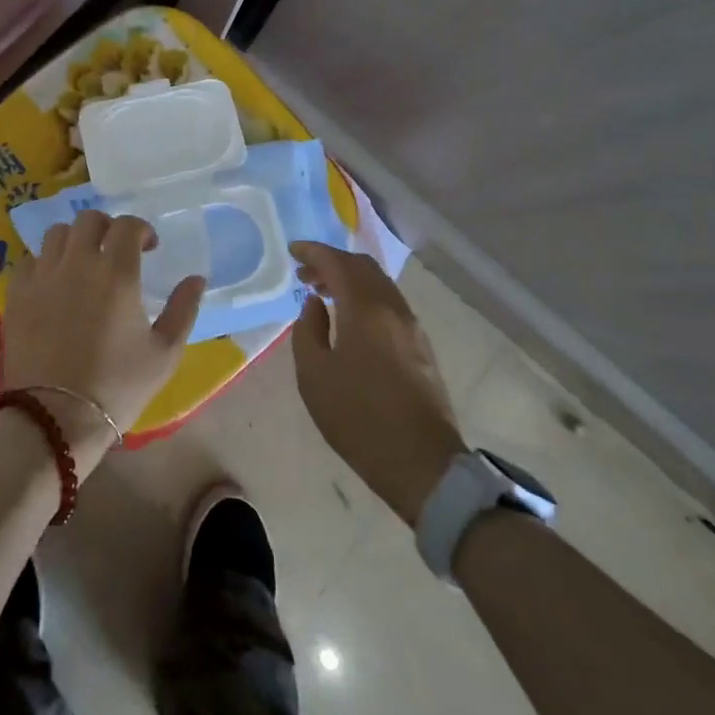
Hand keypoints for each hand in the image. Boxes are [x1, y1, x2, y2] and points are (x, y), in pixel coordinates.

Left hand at [2, 211, 204, 473]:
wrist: (56, 417)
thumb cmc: (118, 386)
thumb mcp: (165, 353)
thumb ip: (183, 309)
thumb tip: (196, 279)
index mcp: (117, 273)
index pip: (127, 225)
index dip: (140, 229)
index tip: (148, 247)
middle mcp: (77, 263)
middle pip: (89, 220)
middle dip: (107, 228)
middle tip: (116, 251)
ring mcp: (43, 276)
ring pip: (57, 234)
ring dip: (75, 240)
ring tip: (83, 263)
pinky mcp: (17, 294)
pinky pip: (29, 260)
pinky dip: (45, 262)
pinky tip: (53, 283)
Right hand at [290, 243, 466, 524]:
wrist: (421, 463)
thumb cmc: (358, 417)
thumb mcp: (314, 375)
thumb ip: (308, 330)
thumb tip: (315, 304)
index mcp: (365, 309)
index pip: (338, 263)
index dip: (313, 252)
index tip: (292, 250)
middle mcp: (393, 308)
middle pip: (363, 267)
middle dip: (332, 263)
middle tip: (305, 274)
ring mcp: (412, 327)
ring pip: (380, 285)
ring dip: (350, 281)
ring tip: (324, 296)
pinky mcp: (421, 347)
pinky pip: (389, 304)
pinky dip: (366, 298)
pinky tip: (350, 320)